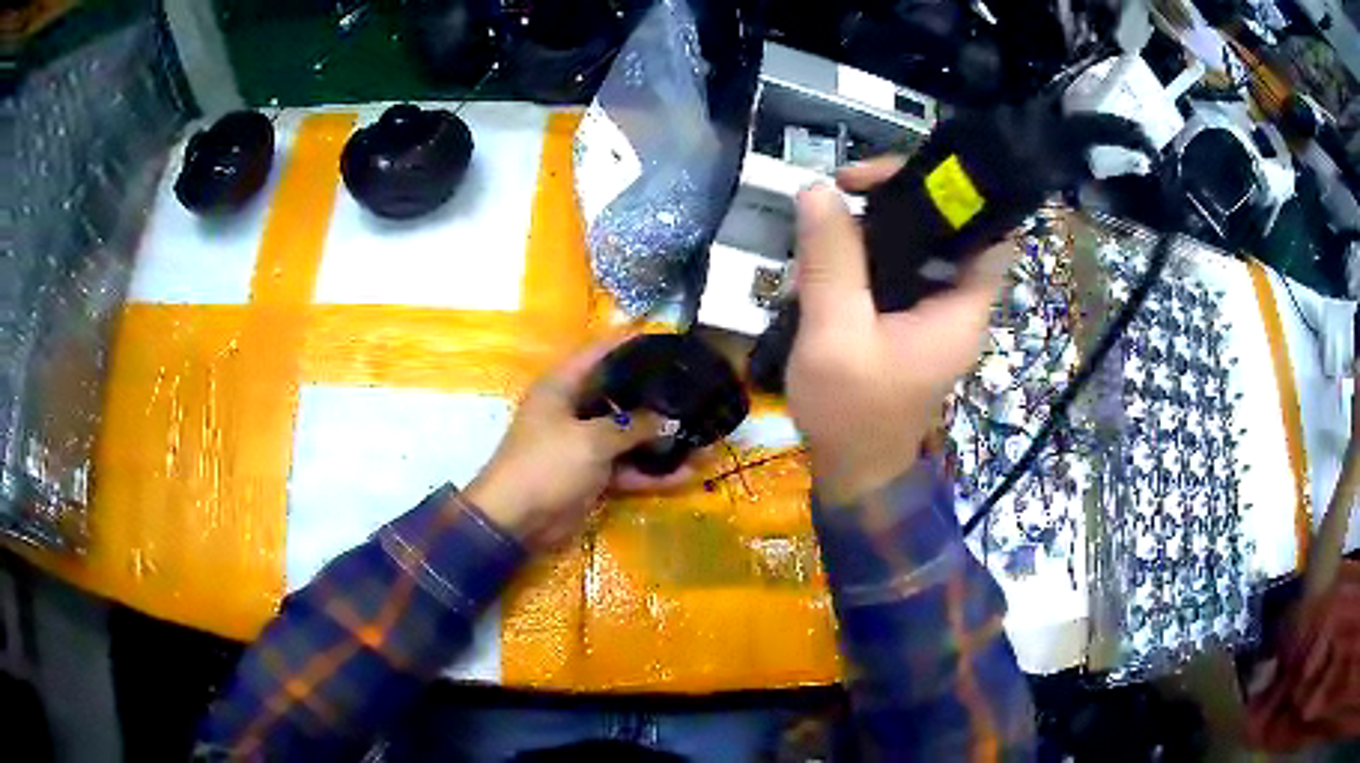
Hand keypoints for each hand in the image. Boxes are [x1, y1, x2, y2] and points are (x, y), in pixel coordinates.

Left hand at [465, 336, 694, 551]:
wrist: (516, 521)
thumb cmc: (546, 465)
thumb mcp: (591, 440)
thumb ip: (632, 426)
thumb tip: (669, 420)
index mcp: (562, 386)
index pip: (600, 351)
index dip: (632, 342)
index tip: (670, 340)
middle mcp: (574, 409)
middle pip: (620, 393)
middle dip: (655, 394)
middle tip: (695, 388)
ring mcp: (584, 444)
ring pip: (629, 435)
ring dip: (661, 439)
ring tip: (702, 434)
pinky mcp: (593, 475)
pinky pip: (628, 468)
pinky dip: (653, 473)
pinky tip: (688, 474)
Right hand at [786, 157, 1012, 503]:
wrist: (852, 471)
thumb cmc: (852, 414)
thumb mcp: (835, 335)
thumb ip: (831, 262)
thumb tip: (818, 190)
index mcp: (961, 308)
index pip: (991, 231)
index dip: (958, 195)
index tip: (896, 178)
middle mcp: (957, 305)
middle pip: (945, 229)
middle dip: (894, 203)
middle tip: (840, 194)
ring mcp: (932, 314)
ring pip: (914, 247)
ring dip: (868, 233)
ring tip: (819, 239)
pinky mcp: (908, 322)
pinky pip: (893, 272)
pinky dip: (861, 260)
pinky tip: (820, 271)